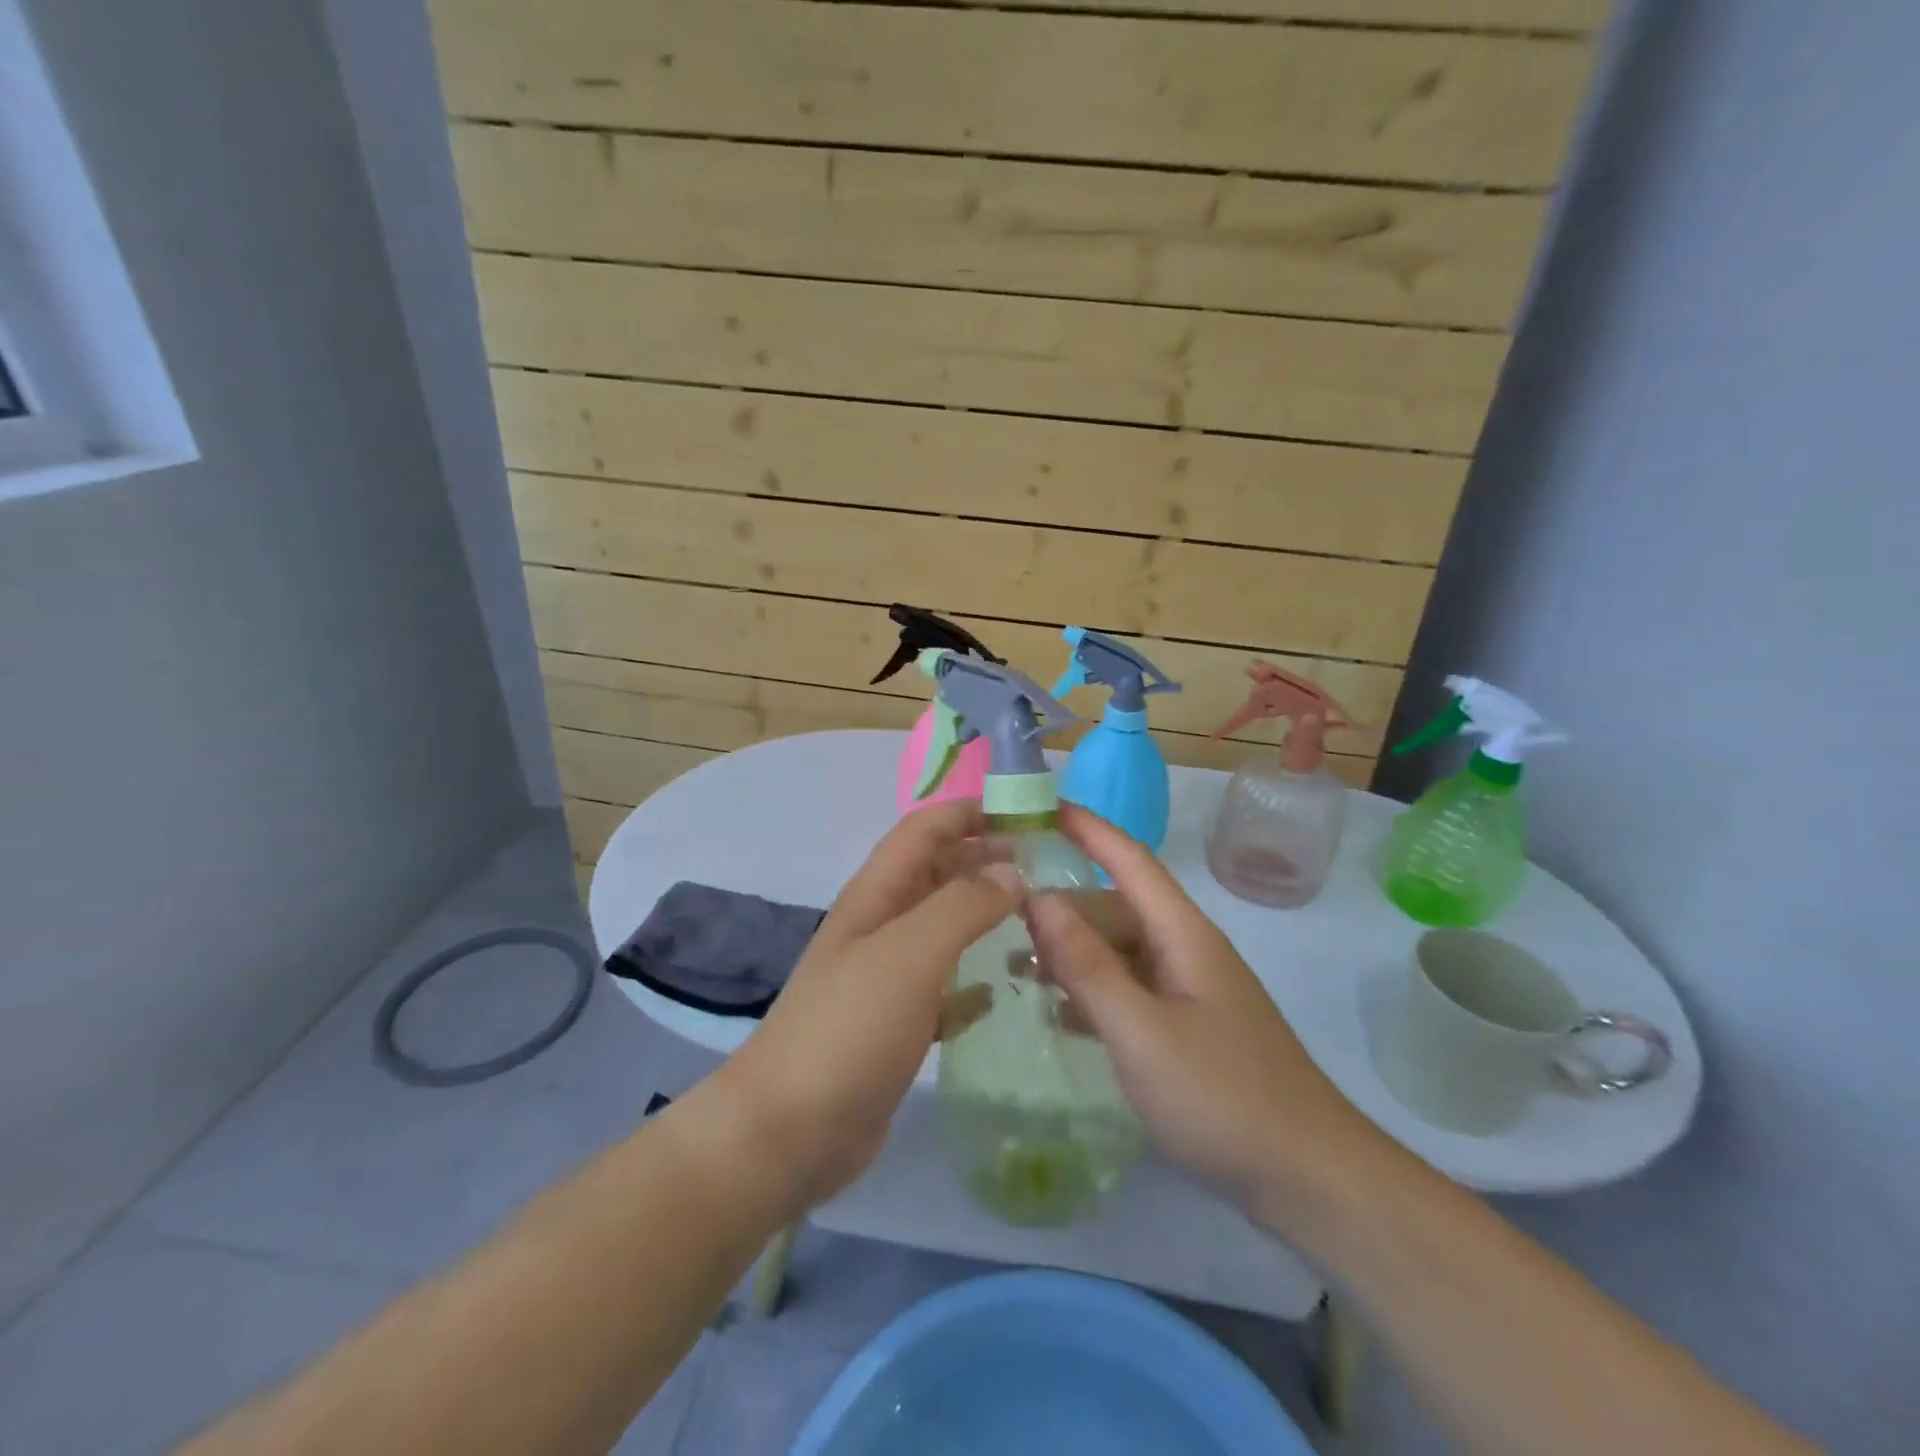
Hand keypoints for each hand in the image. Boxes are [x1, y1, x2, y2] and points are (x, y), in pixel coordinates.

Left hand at [712, 800, 1020, 1214]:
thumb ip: (962, 905)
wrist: (790, 1130)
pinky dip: (975, 980)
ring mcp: (888, 975)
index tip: (1030, 815)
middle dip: (988, 860)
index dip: (971, 812)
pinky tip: (1005, 991)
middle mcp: (882, 924)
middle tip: (1051, 868)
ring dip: (986, 916)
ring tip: (1042, 921)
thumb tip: (1012, 873)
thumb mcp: (909, 954)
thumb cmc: (850, 1027)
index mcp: (877, 893)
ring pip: (945, 927)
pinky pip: (945, 986)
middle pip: (939, 872)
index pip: (926, 828)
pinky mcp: (898, 1022)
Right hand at [1026, 806, 1382, 1231]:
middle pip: (1116, 908)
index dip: (1087, 828)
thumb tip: (1038, 899)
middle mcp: (1185, 950)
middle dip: (1063, 905)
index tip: (1039, 807)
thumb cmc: (1223, 1096)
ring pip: (1120, 951)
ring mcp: (1188, 990)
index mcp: (1182, 934)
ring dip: (1072, 953)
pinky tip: (1057, 1011)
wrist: (1309, 1178)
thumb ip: (1087, 965)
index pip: (1130, 859)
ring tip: (1014, 965)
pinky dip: (1092, 991)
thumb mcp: (1141, 1031)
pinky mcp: (1187, 1027)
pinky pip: (1129, 990)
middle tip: (1001, 913)